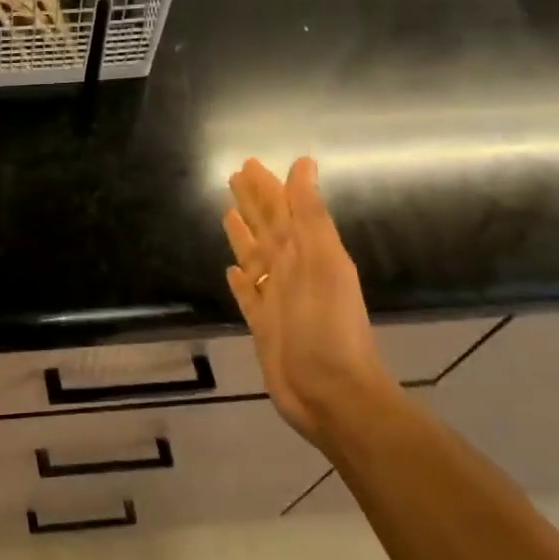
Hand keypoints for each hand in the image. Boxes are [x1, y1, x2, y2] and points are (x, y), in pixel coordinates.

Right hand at [223, 157, 390, 446]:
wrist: (331, 395)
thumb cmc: (327, 327)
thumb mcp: (323, 264)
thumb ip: (311, 215)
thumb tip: (304, 164)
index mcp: (308, 253)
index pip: (283, 210)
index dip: (267, 187)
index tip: (247, 164)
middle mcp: (292, 271)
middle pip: (268, 228)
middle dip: (253, 203)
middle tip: (232, 177)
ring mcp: (278, 299)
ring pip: (256, 257)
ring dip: (244, 235)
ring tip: (227, 214)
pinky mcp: (264, 325)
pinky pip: (248, 295)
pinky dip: (241, 281)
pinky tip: (232, 271)